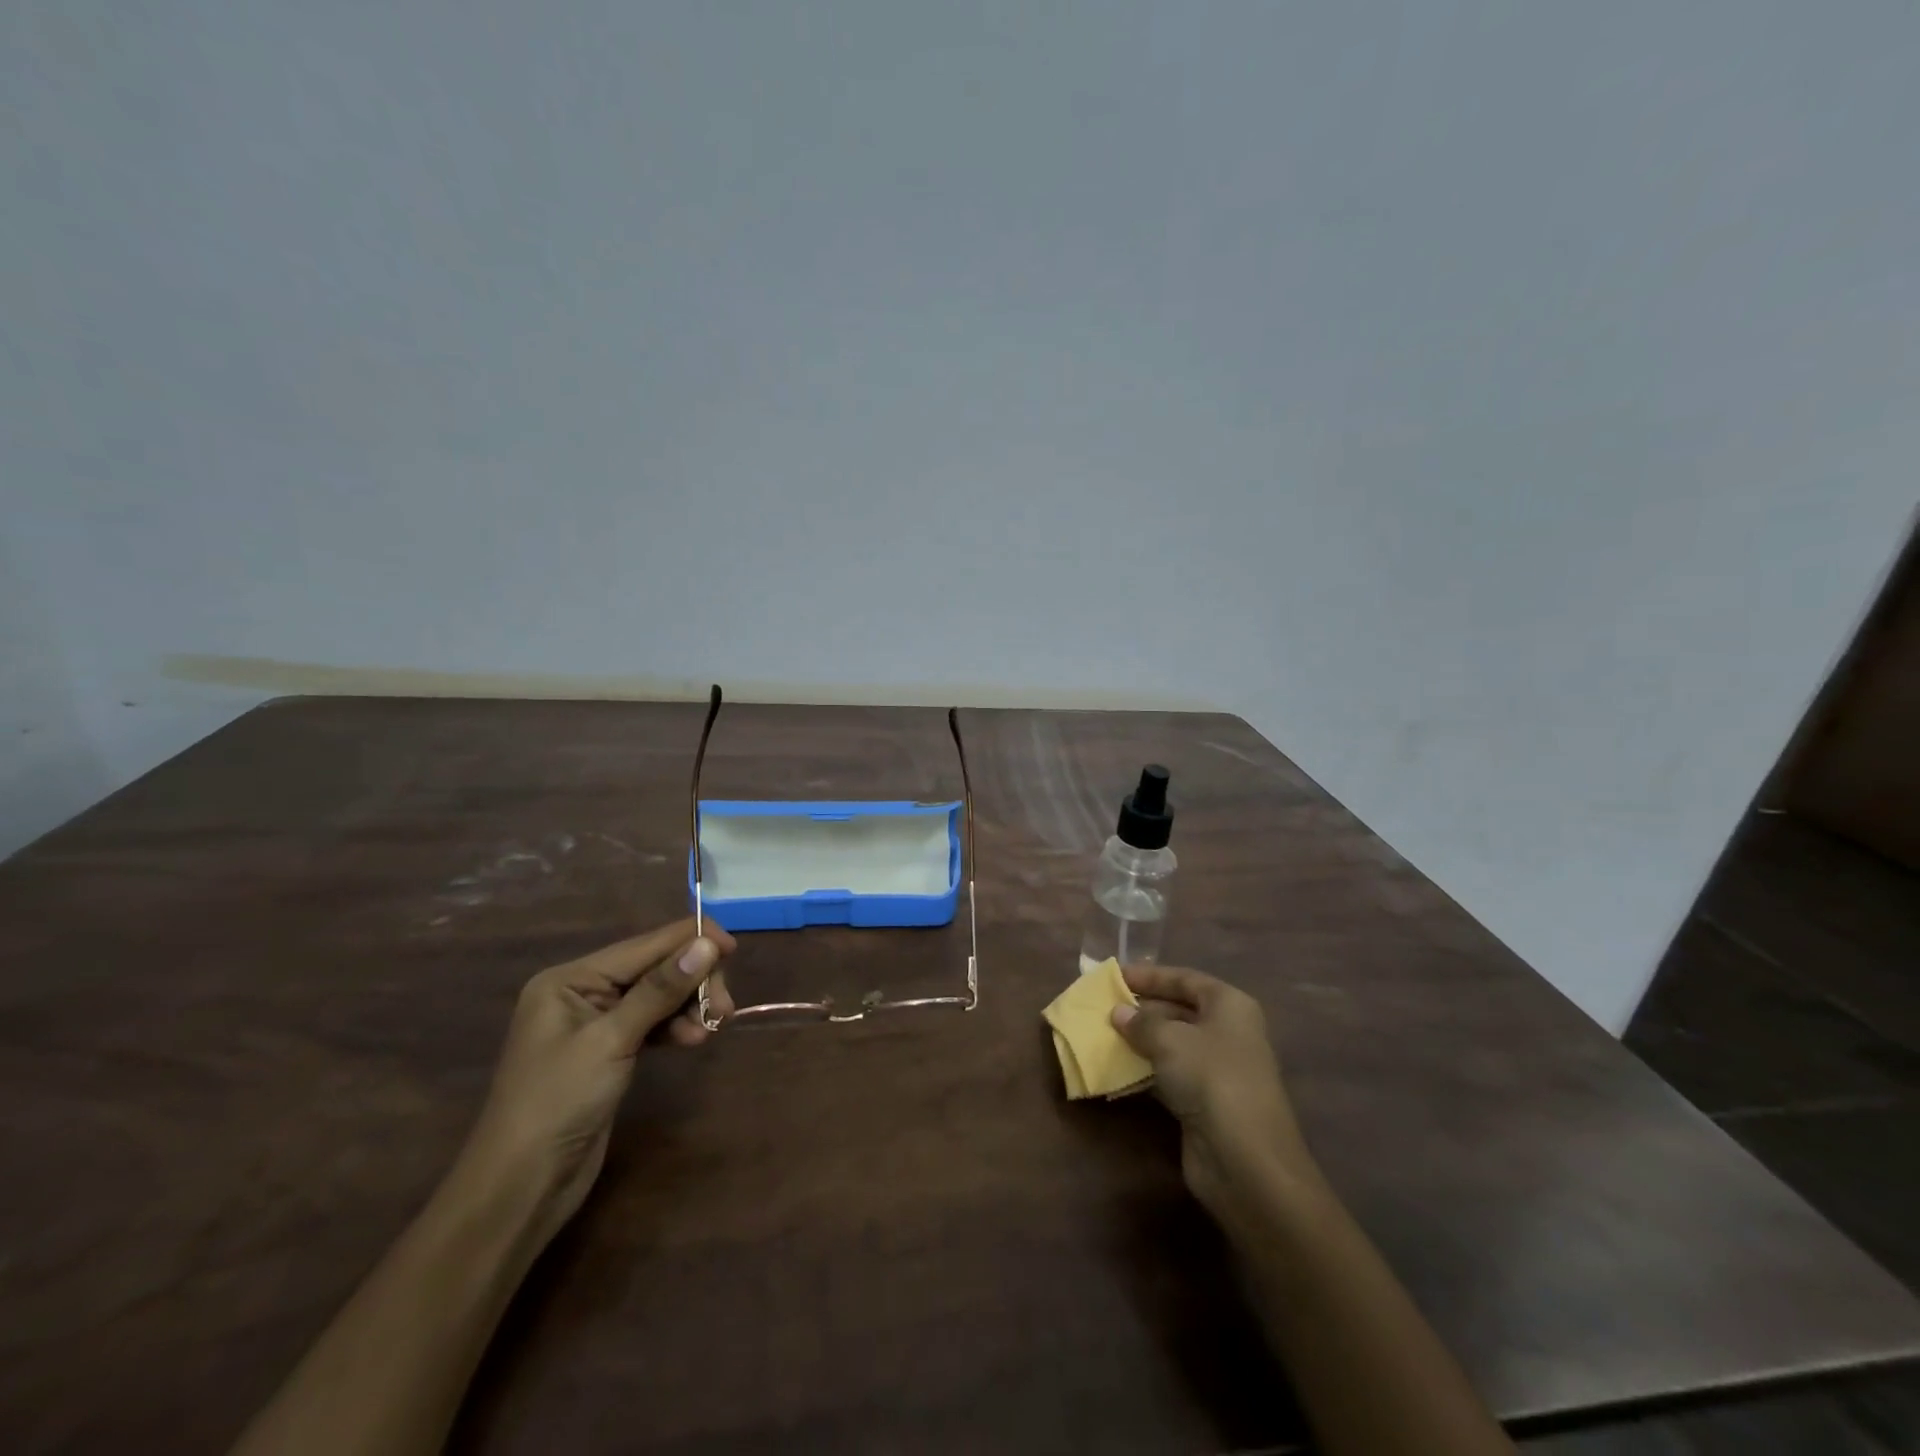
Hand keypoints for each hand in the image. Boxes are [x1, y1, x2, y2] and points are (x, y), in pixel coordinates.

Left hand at [460, 918, 737, 1246]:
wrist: (521, 1187)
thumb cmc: (558, 1103)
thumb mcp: (611, 1040)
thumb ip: (660, 989)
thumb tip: (708, 943)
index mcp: (570, 979)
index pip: (644, 945)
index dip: (691, 940)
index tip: (734, 949)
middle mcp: (582, 992)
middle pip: (654, 968)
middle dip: (692, 981)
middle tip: (724, 1008)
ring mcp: (596, 1023)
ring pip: (659, 995)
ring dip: (689, 1006)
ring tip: (713, 1028)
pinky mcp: (609, 1051)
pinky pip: (653, 1022)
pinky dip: (676, 1026)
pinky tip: (695, 1039)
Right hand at [1112, 964, 1322, 1229]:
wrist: (1245, 1161)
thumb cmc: (1211, 1079)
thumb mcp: (1170, 1040)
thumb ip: (1140, 1022)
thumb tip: (1119, 1012)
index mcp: (1229, 1005)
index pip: (1184, 979)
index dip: (1149, 976)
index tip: (1114, 976)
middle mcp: (1227, 1032)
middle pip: (1178, 1010)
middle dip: (1141, 1009)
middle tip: (1103, 1007)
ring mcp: (1217, 1070)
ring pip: (1172, 1044)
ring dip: (1138, 1041)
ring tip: (1102, 1034)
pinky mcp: (1204, 1102)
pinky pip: (1169, 1075)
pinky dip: (1144, 1071)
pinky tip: (1116, 1069)